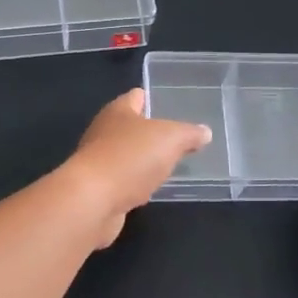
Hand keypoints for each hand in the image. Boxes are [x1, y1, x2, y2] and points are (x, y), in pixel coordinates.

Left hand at [66, 89, 212, 247]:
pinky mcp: (98, 189)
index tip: (172, 104)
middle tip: (177, 138)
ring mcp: (98, 161)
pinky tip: (149, 190)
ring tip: (168, 164)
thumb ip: (189, 134)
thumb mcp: (171, 139)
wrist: (92, 201)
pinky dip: (135, 184)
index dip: (153, 98)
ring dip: (143, 160)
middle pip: (130, 126)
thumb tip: (204, 132)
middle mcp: (104, 131)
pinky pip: (122, 181)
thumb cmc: (130, 157)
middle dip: (151, 131)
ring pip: (126, 155)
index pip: (136, 96)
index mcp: (118, 110)